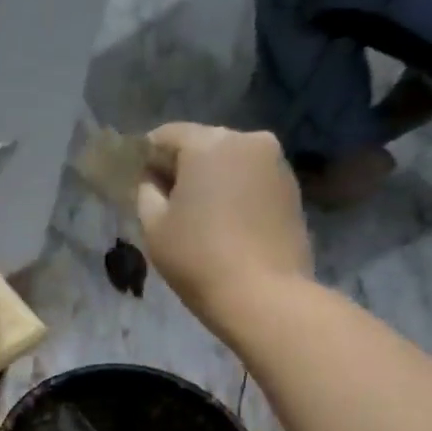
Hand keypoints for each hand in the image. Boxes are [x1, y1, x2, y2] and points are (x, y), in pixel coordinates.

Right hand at [136, 123, 311, 329]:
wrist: (264, 295)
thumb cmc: (197, 257)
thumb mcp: (154, 225)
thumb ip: (146, 192)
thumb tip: (153, 180)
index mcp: (209, 143)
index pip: (166, 135)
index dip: (147, 156)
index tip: (138, 181)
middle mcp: (248, 141)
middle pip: (203, 144)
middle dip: (183, 166)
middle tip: (167, 200)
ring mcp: (277, 164)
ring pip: (231, 161)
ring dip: (212, 179)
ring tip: (198, 215)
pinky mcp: (293, 190)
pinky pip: (252, 180)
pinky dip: (236, 192)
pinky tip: (226, 223)